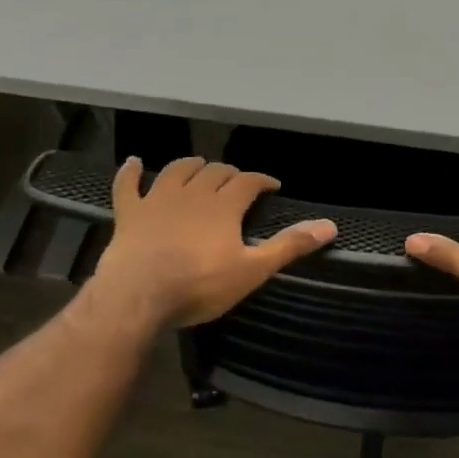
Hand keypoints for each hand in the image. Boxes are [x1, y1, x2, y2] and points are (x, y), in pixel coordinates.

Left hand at [79, 157, 334, 330]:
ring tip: (200, 166)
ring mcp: (157, 200)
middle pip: (214, 172)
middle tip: (238, 182)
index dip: (262, 180)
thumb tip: (330, 226)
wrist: (139, 295)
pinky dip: (131, 172)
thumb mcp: (252, 270)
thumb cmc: (200, 285)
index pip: (248, 182)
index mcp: (223, 206)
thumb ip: (289, 246)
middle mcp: (193, 193)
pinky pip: (128, 185)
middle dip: (229, 173)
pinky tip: (134, 162)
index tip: (273, 185)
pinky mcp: (129, 213)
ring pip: (177, 171)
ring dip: (191, 165)